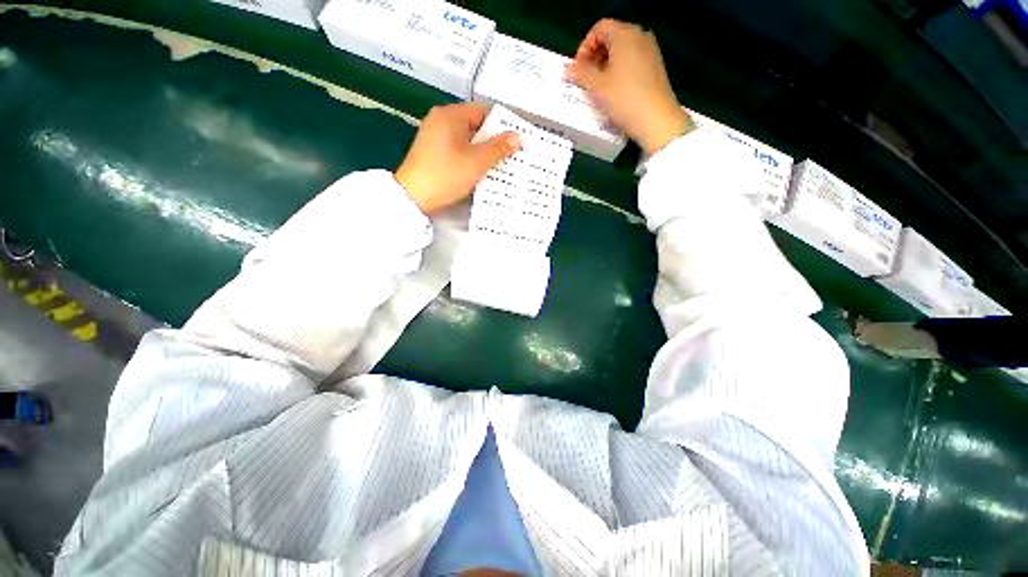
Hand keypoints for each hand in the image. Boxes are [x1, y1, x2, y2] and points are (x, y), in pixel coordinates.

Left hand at [396, 103, 520, 212]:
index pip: (484, 111)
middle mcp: (441, 120)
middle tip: (513, 154)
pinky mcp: (433, 153)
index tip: (518, 139)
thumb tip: (518, 137)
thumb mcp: (477, 162)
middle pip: (476, 126)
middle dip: (495, 140)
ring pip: (468, 140)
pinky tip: (482, 171)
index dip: (503, 124)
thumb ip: (499, 148)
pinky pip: (459, 150)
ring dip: (484, 151)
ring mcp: (435, 137)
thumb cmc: (447, 175)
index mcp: (451, 115)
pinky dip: (471, 158)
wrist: (413, 197)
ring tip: (502, 164)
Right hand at [566, 19, 692, 155]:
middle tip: (585, 79)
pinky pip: (632, 61)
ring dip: (606, 64)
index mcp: (625, 34)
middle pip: (611, 37)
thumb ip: (581, 74)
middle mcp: (640, 36)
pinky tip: (614, 90)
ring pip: (622, 50)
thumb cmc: (624, 99)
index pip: (599, 28)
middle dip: (595, 56)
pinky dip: (619, 70)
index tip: (578, 69)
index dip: (584, 47)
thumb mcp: (597, 87)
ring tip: (598, 87)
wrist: (656, 120)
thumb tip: (568, 68)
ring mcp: (650, 51)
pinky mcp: (655, 66)